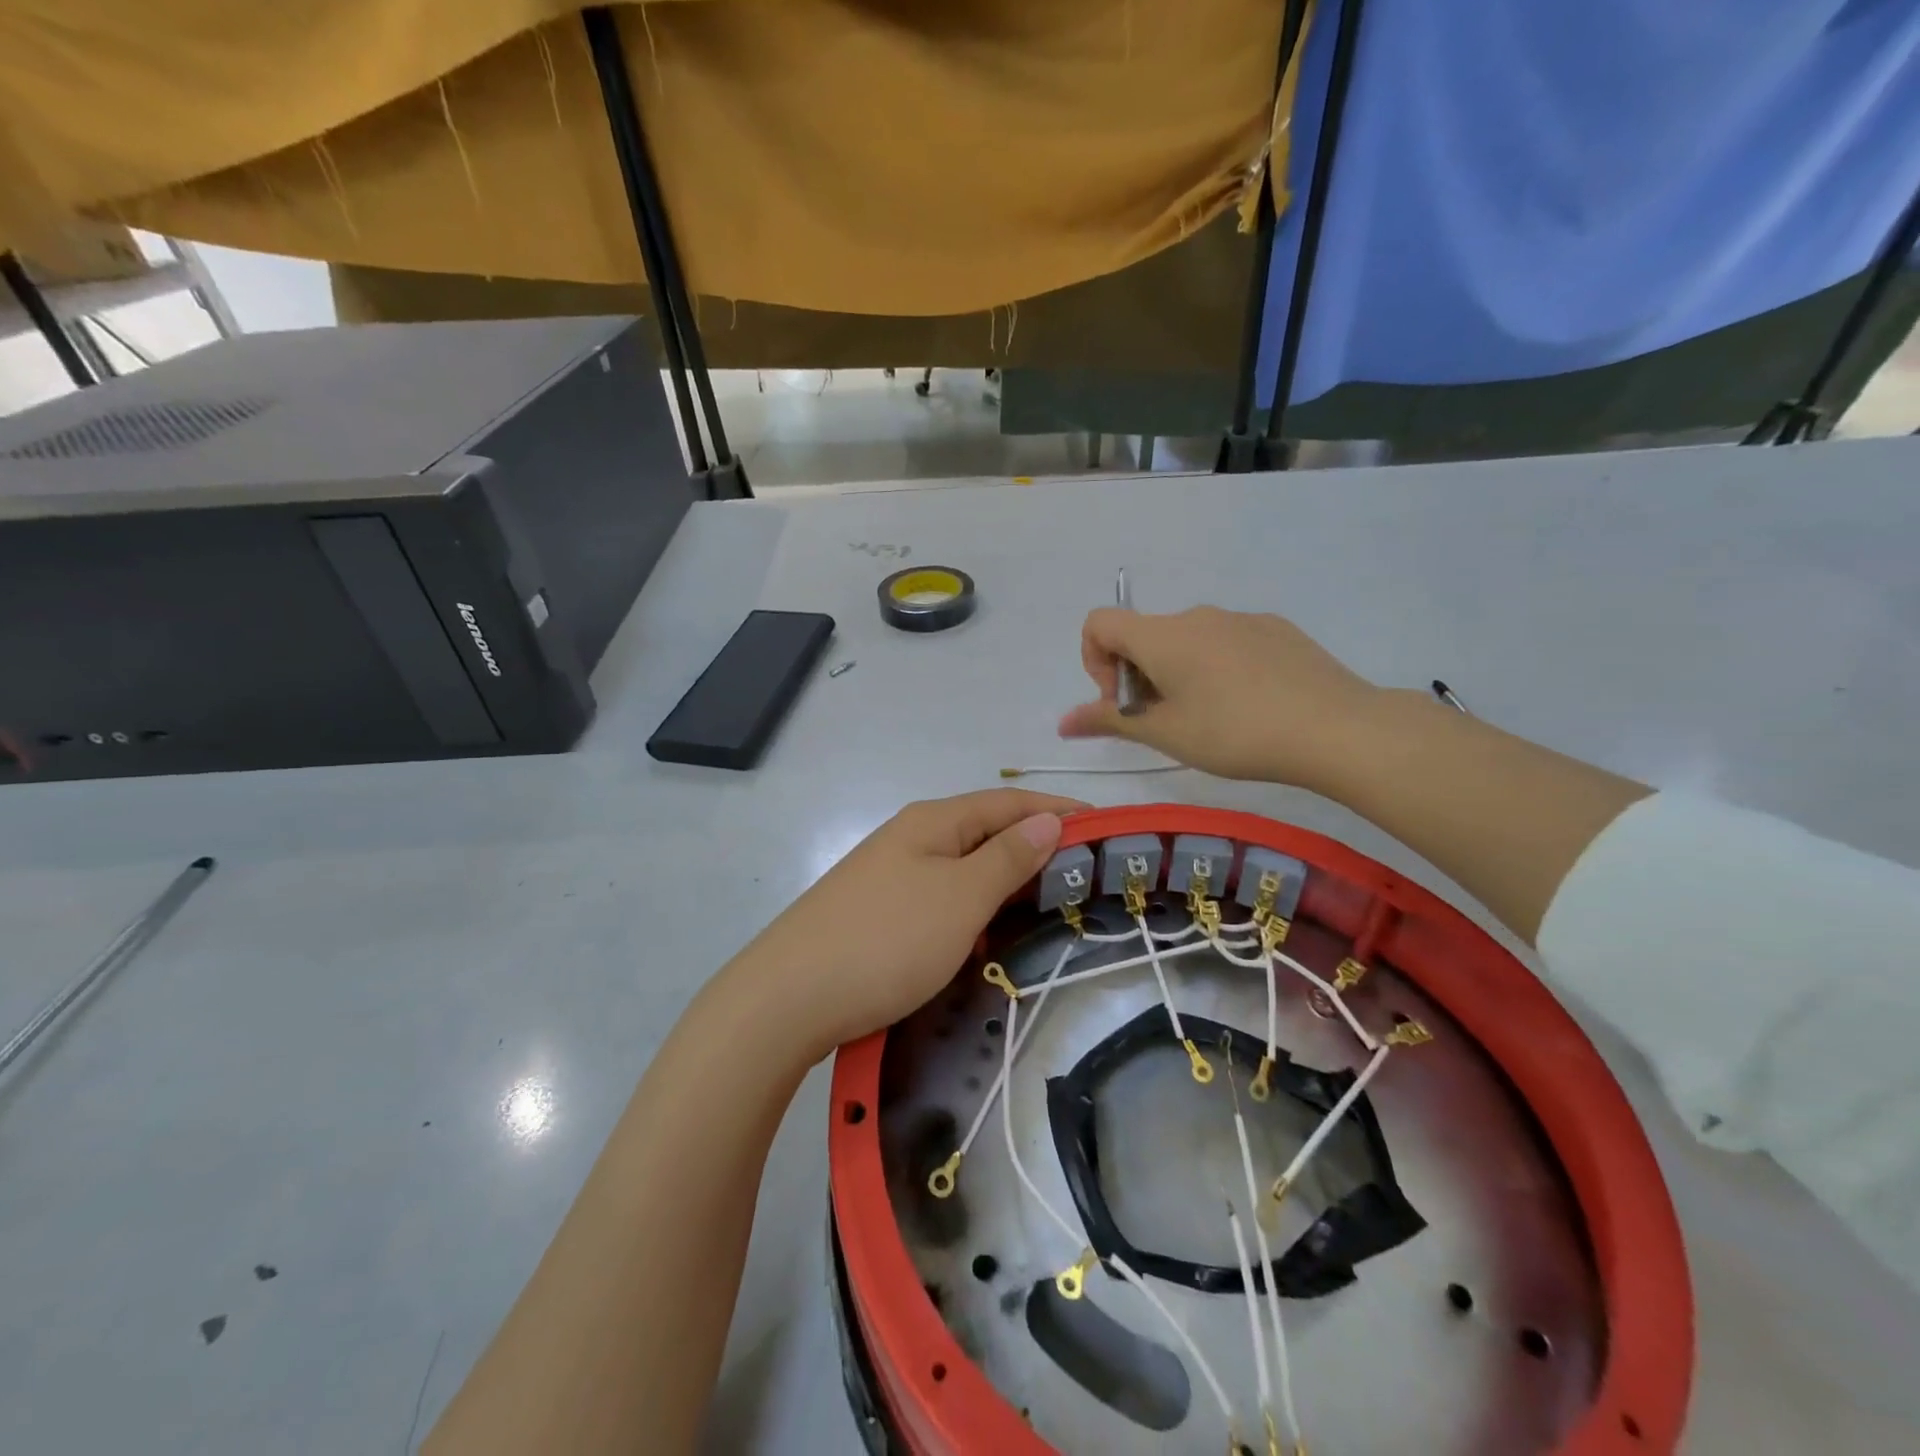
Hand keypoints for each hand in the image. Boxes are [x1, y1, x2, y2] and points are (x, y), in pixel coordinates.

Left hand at [722, 789, 1085, 1059]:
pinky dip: (974, 911)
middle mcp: (911, 838)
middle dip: (1037, 850)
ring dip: (1006, 884)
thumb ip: (1007, 858)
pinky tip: (988, 937)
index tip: (1107, 830)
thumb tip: (1048, 818)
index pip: (1010, 802)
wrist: (787, 999)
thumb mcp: (960, 898)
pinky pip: (942, 900)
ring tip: (1050, 909)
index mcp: (934, 822)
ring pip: (964, 869)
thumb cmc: (887, 941)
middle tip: (1087, 880)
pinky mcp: (878, 913)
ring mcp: (890, 876)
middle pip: (987, 832)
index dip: (1059, 810)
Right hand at [1058, 606, 1381, 786]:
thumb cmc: (1235, 733)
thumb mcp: (1165, 734)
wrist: (1335, 727)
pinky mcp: (1275, 628)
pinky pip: (1226, 641)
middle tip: (1165, 722)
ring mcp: (1240, 618)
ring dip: (1177, 673)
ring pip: (1186, 640)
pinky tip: (1249, 705)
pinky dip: (1216, 667)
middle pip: (1144, 635)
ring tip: (1210, 719)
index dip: (1094, 660)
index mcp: (1162, 636)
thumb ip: (1109, 721)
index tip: (1122, 701)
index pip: (1099, 623)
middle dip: (1138, 676)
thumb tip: (1063, 722)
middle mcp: (1196, 615)